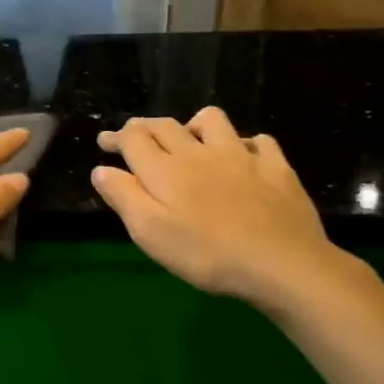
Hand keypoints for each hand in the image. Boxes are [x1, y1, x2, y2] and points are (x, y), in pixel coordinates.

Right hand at [92, 108, 350, 312]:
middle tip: (134, 136)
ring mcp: (241, 155)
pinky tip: (243, 156)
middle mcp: (198, 152)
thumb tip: (102, 170)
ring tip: (189, 139)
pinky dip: (244, 143)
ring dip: (193, 125)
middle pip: (165, 125)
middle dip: (144, 127)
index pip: (133, 138)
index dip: (116, 137)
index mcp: (165, 169)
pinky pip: (258, 140)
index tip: (104, 142)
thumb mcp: (150, 233)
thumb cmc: (206, 254)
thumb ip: (123, 197)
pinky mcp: (275, 167)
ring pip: (211, 120)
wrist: (282, 263)